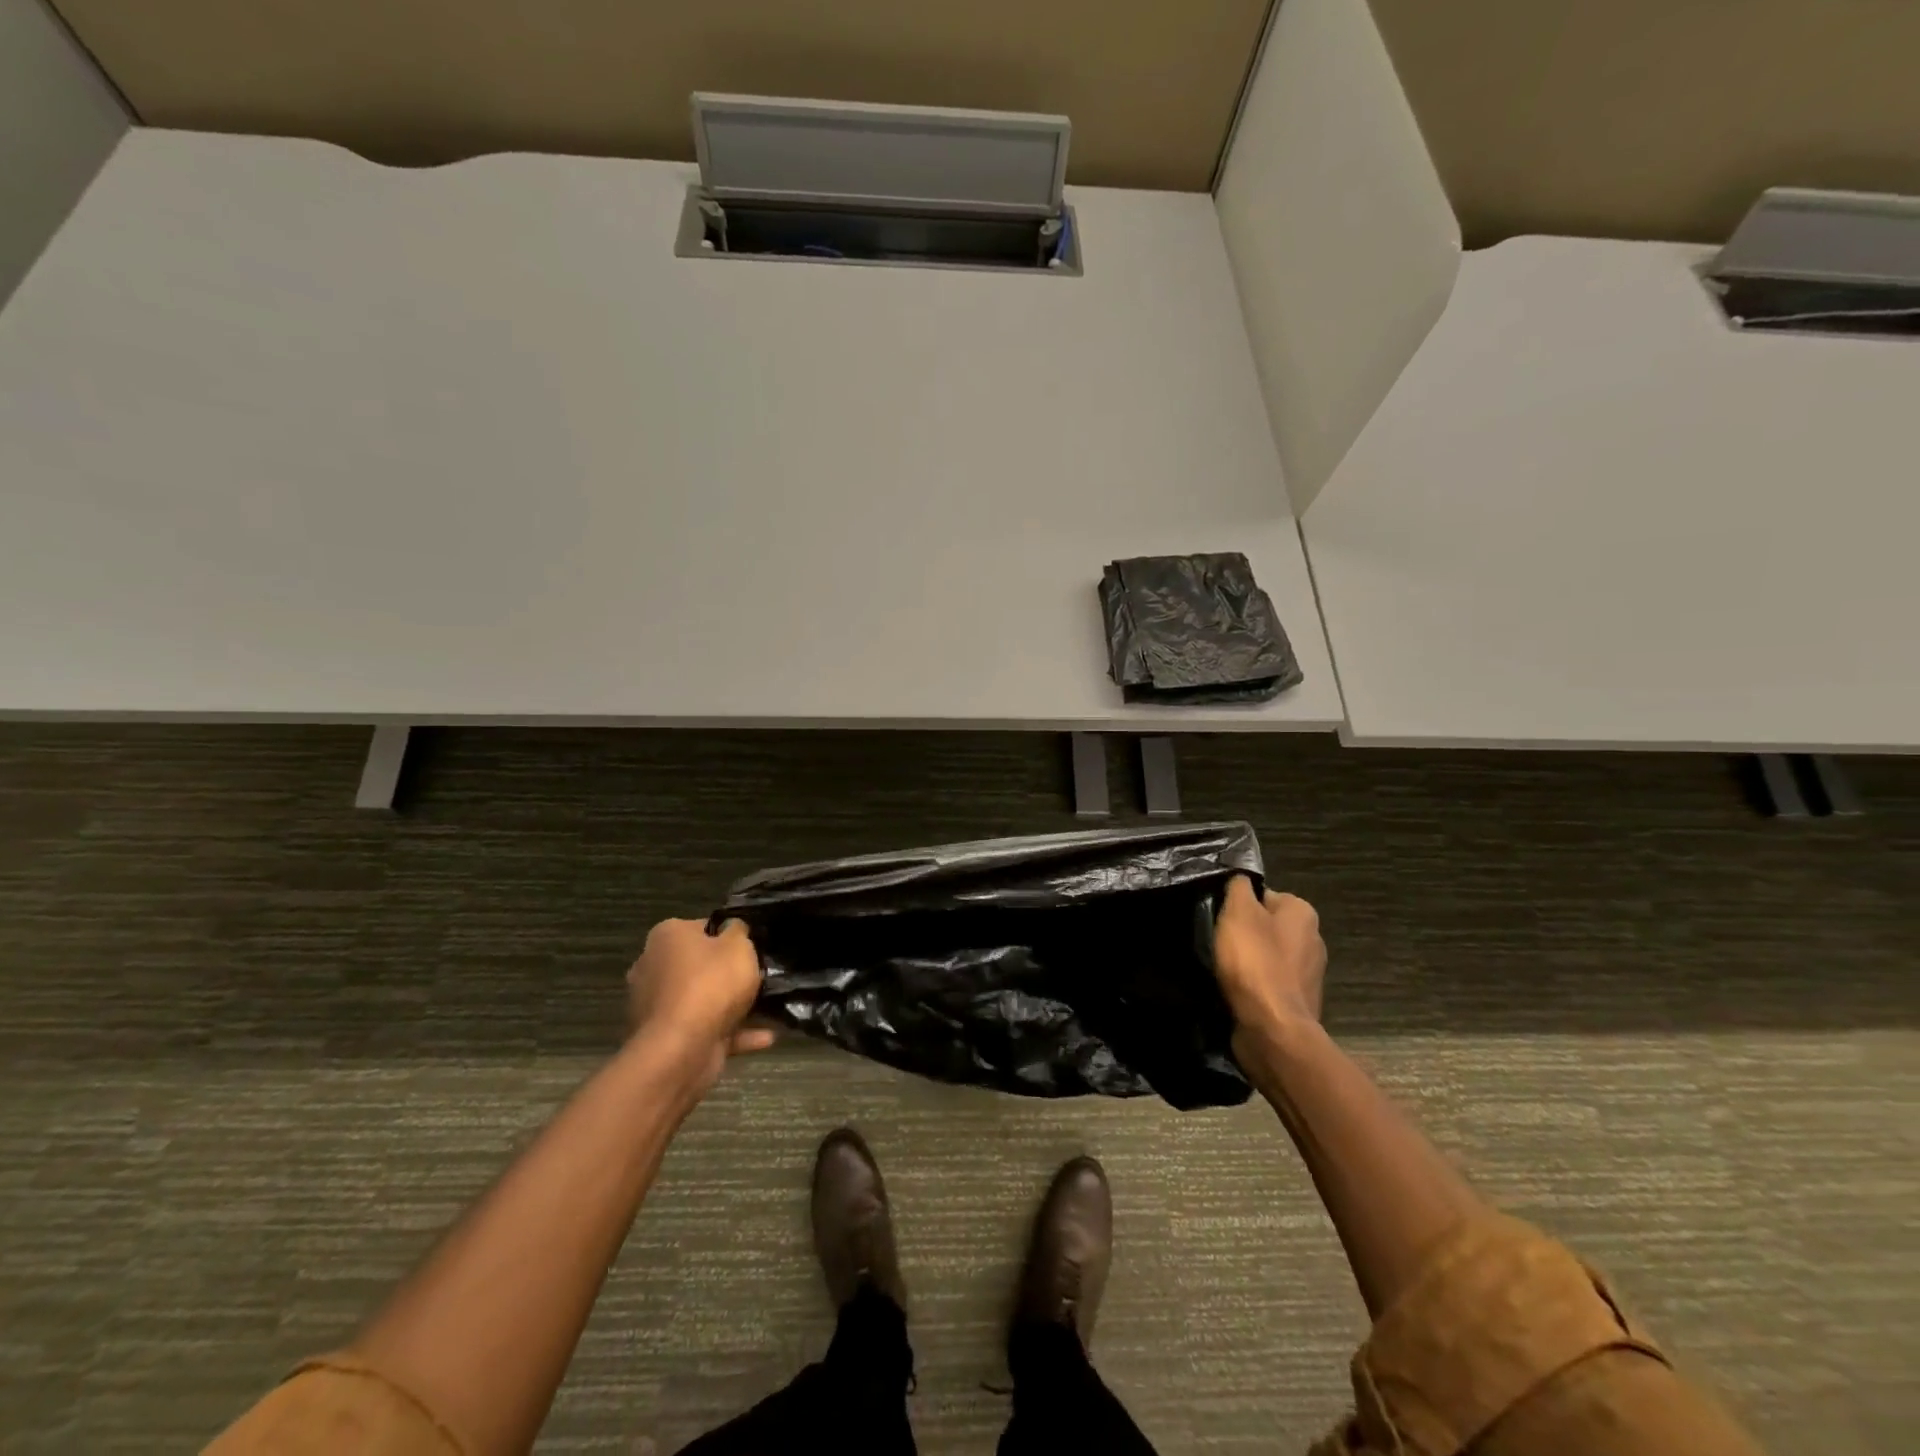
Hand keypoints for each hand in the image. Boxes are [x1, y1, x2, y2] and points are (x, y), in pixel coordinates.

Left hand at [626, 918, 772, 1090]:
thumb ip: (739, 931)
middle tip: (760, 976)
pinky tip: (765, 1037)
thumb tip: (733, 929)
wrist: (681, 1050)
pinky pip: (706, 1029)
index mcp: (666, 937)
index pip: (702, 928)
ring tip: (769, 1009)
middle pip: (700, 965)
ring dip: (733, 1006)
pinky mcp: (666, 1038)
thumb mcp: (738, 945)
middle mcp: (654, 967)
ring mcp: (657, 1006)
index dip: (729, 935)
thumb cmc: (710, 984)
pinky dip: (733, 1033)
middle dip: (728, 973)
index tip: (751, 947)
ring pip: (703, 1000)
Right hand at [1213, 876, 1325, 1037]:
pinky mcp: (1298, 1001)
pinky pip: (1269, 983)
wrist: (1273, 1028)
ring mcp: (1308, 974)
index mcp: (1303, 913)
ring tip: (1224, 969)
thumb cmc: (1255, 962)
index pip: (1263, 895)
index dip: (1238, 905)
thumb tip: (1241, 879)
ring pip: (1267, 955)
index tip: (1220, 919)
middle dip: (1243, 934)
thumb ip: (1238, 887)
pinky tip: (1236, 990)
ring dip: (1248, 961)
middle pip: (1266, 925)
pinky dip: (1253, 985)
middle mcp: (1313, 939)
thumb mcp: (1238, 912)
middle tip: (1218, 942)